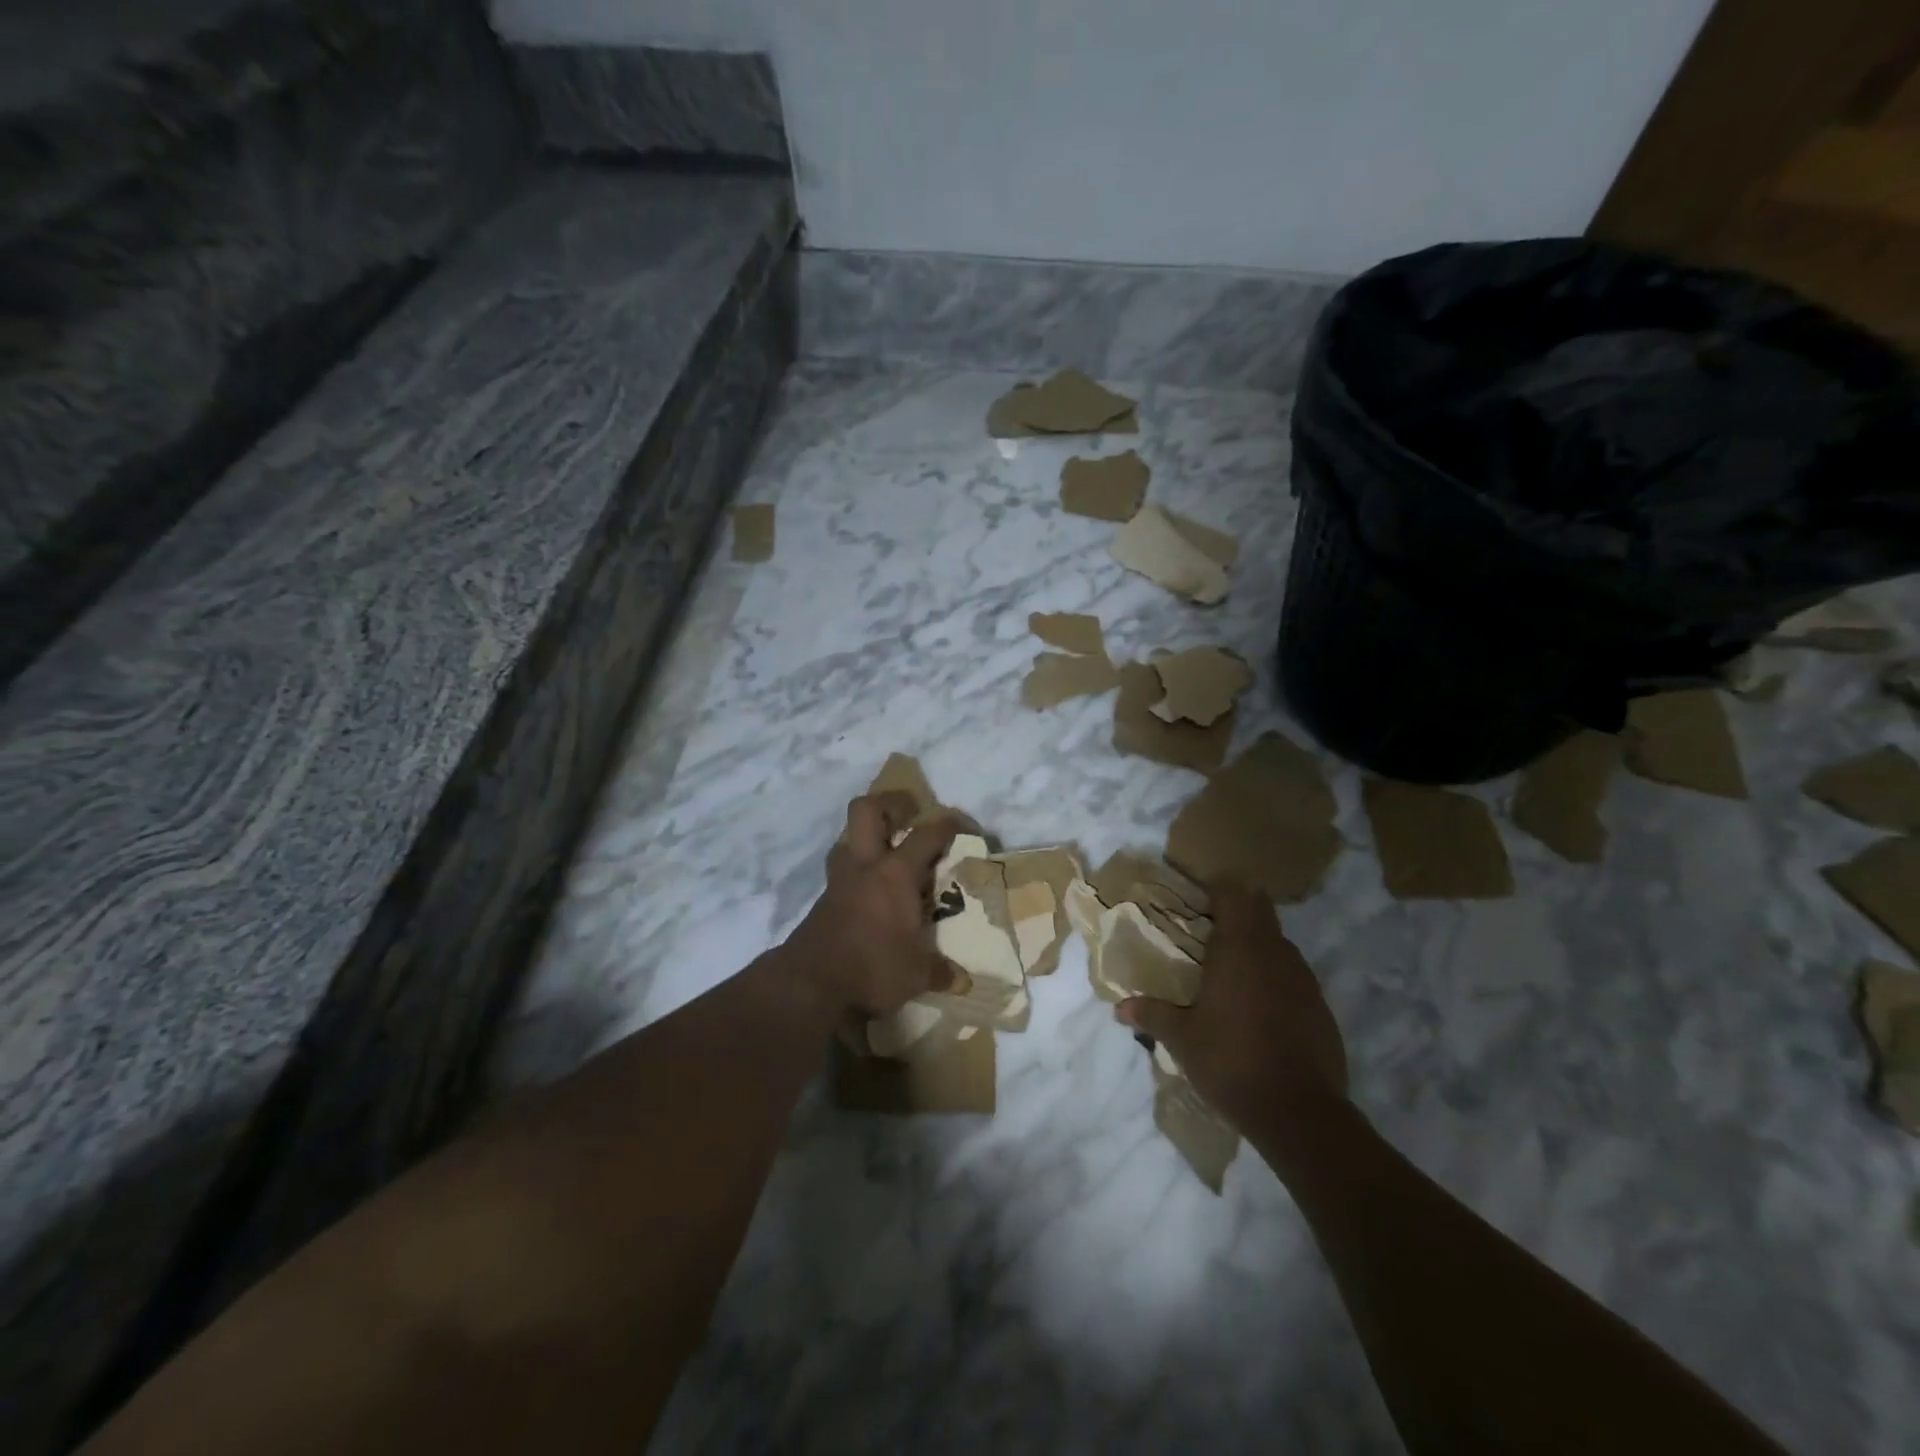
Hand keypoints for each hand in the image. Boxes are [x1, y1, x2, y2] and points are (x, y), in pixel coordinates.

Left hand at [782, 792, 962, 1017]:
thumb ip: (940, 971)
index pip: (927, 834)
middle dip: (890, 803)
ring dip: (866, 837)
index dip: (949, 824)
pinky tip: (871, 892)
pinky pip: (841, 870)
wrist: (810, 986)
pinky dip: (857, 871)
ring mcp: (839, 880)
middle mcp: (866, 866)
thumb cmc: (872, 969)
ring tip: (888, 853)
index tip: (965, 828)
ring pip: (847, 838)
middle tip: (910, 814)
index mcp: (896, 874)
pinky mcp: (823, 899)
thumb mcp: (916, 975)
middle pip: (867, 809)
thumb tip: (963, 980)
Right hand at [1116, 882, 1347, 1132]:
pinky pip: (1295, 978)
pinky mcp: (1321, 1008)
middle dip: (1239, 912)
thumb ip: (1152, 1015)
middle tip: (1210, 928)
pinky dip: (1276, 980)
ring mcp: (1304, 980)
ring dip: (1259, 947)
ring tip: (1232, 969)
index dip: (1219, 888)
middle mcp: (1275, 954)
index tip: (1200, 894)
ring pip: (1280, 946)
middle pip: (1261, 913)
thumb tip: (1119, 1008)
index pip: (1234, 895)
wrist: (1300, 1113)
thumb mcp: (1182, 1039)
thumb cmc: (1231, 1062)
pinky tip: (1260, 1008)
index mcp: (1239, 949)